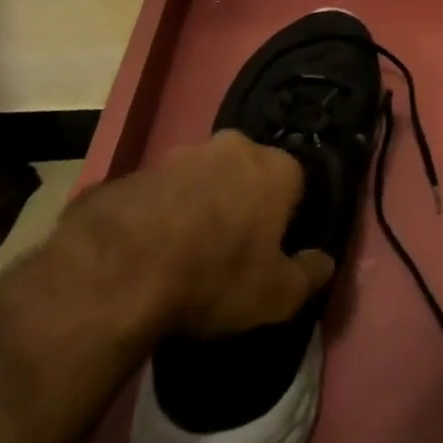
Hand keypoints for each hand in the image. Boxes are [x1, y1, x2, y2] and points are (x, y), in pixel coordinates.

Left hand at [35, 132, 335, 344]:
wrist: (117, 272)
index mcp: (276, 167)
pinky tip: (146, 254)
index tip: (273, 248)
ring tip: (183, 254)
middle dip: (243, 201)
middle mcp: (233, 147)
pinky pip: (158, 195)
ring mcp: (179, 155)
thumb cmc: (215, 277)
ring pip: (201, 179)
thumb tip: (325, 262)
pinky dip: (158, 216)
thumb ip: (309, 275)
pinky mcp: (133, 172)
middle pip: (247, 173)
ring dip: (199, 206)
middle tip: (230, 248)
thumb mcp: (277, 295)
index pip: (296, 182)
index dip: (287, 216)